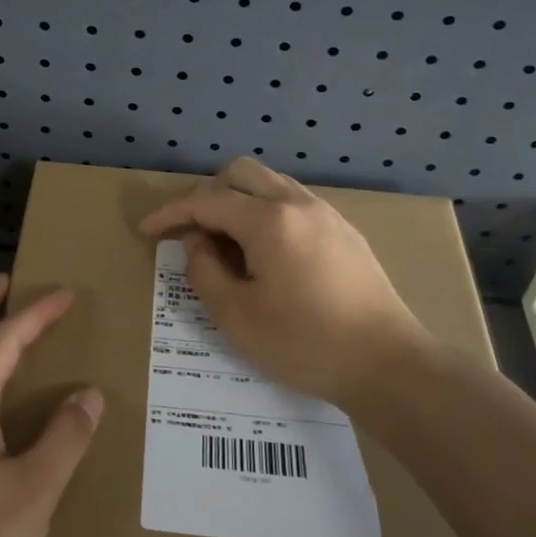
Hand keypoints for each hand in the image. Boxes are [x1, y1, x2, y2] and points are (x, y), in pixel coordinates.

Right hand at [139, 157, 432, 417]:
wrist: (387, 363)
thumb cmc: (305, 343)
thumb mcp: (236, 316)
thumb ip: (204, 271)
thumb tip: (197, 243)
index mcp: (269, 220)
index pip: (206, 201)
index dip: (171, 213)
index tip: (147, 230)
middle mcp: (298, 203)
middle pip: (240, 173)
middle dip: (206, 194)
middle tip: (190, 231)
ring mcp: (326, 214)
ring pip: (270, 184)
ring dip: (238, 200)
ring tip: (225, 242)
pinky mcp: (344, 231)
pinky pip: (292, 203)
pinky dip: (265, 212)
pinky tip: (264, 252)